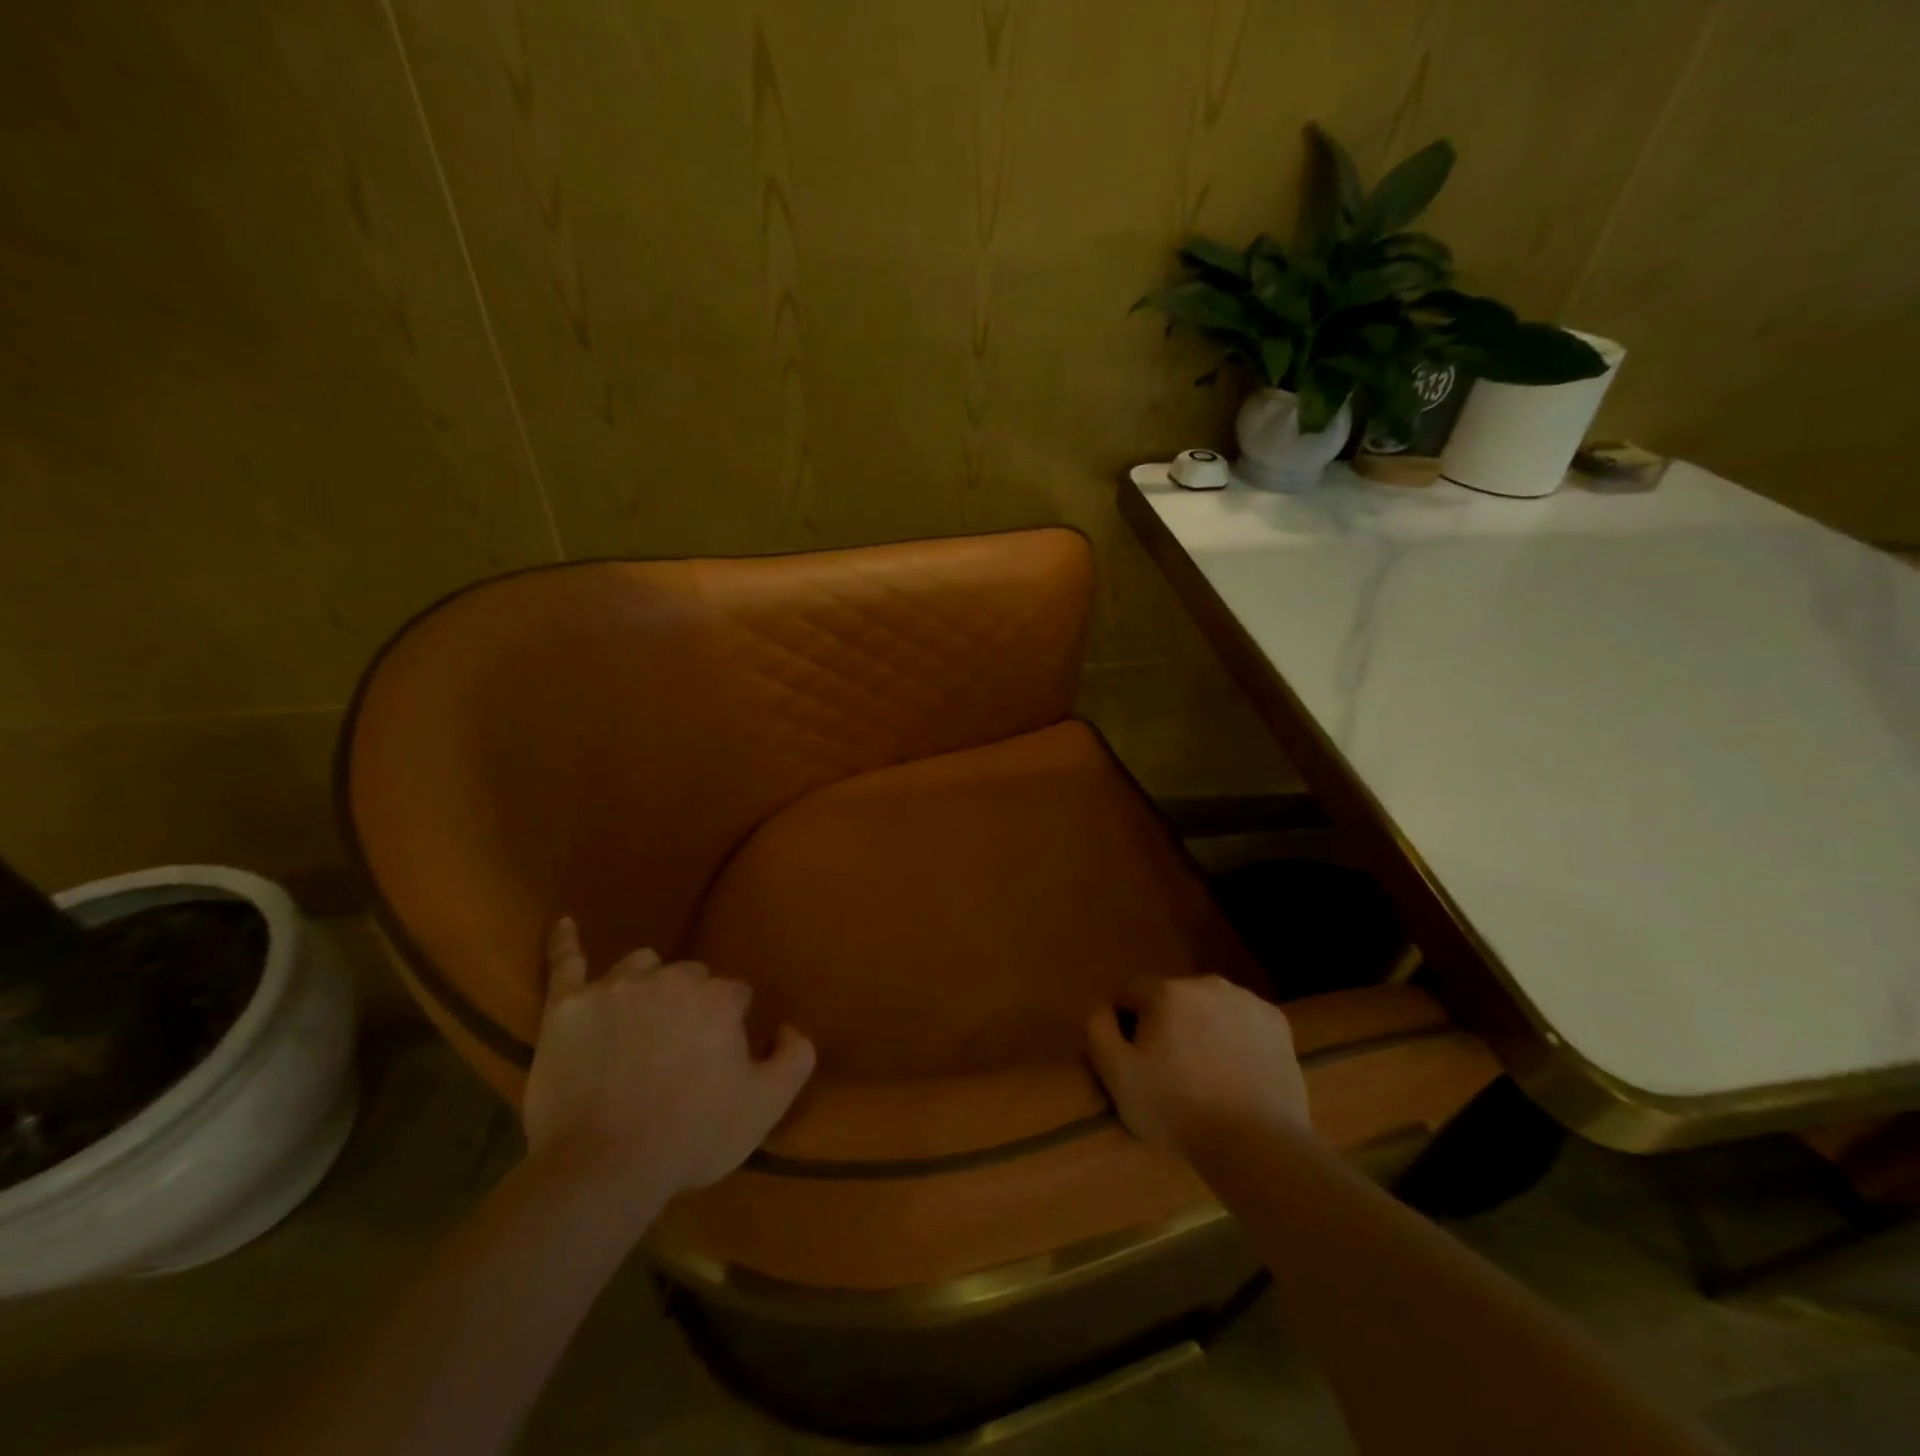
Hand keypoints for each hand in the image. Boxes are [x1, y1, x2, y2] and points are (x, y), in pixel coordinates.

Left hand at [522, 918, 815, 1203]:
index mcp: (717, 998)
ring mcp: (614, 988)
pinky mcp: (567, 1007)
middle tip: (679, 1048)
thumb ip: (795, 1057)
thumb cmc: (690, 1137)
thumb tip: (788, 1026)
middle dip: (690, 1003)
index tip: (722, 1056)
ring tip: (640, 1019)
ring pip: (639, 966)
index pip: (734, 994)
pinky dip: (565, 944)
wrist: (601, 1170)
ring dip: (647, 984)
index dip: (730, 1025)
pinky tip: (565, 926)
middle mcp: (669, 979)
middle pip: (689, 977)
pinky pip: (565, 963)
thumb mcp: (766, 1105)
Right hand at [1086, 975, 1308, 1152]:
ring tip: (1206, 1073)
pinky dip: (1235, 1037)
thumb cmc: (1177, 1109)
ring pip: (1209, 1007)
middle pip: (1171, 997)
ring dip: (1201, 1027)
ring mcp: (1246, 1001)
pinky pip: (1242, 1021)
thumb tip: (1103, 1007)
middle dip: (1165, 1023)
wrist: (1257, 1144)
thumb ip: (1099, 1030)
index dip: (1125, 1021)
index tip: (1133, 1056)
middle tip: (1169, 1068)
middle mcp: (1206, 984)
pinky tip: (1237, 1072)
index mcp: (1166, 992)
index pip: (1130, 991)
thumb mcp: (1117, 1075)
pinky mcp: (1277, 1023)